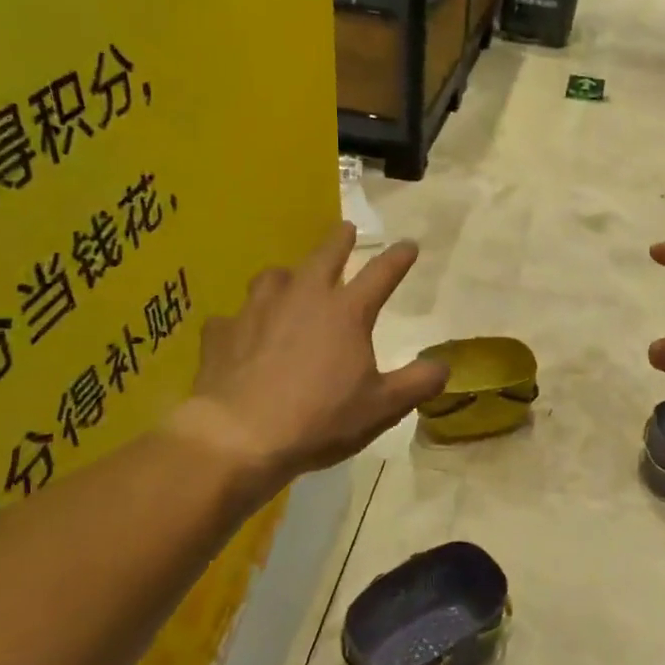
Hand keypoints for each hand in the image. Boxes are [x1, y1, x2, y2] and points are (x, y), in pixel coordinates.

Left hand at [169, 224, 448, 487]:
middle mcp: (302, 299)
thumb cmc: (320, 419)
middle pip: (324, 257)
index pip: (381, 274)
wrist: (240, 435)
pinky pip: (233, 318)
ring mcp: (256, 311)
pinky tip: (241, 335)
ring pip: (273, 278)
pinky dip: (242, 322)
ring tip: (289, 281)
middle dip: (339, 241)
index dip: (398, 258)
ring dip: (286, 276)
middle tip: (345, 229)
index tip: (409, 245)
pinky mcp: (222, 333)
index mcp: (345, 313)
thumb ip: (417, 384)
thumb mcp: (382, 407)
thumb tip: (443, 367)